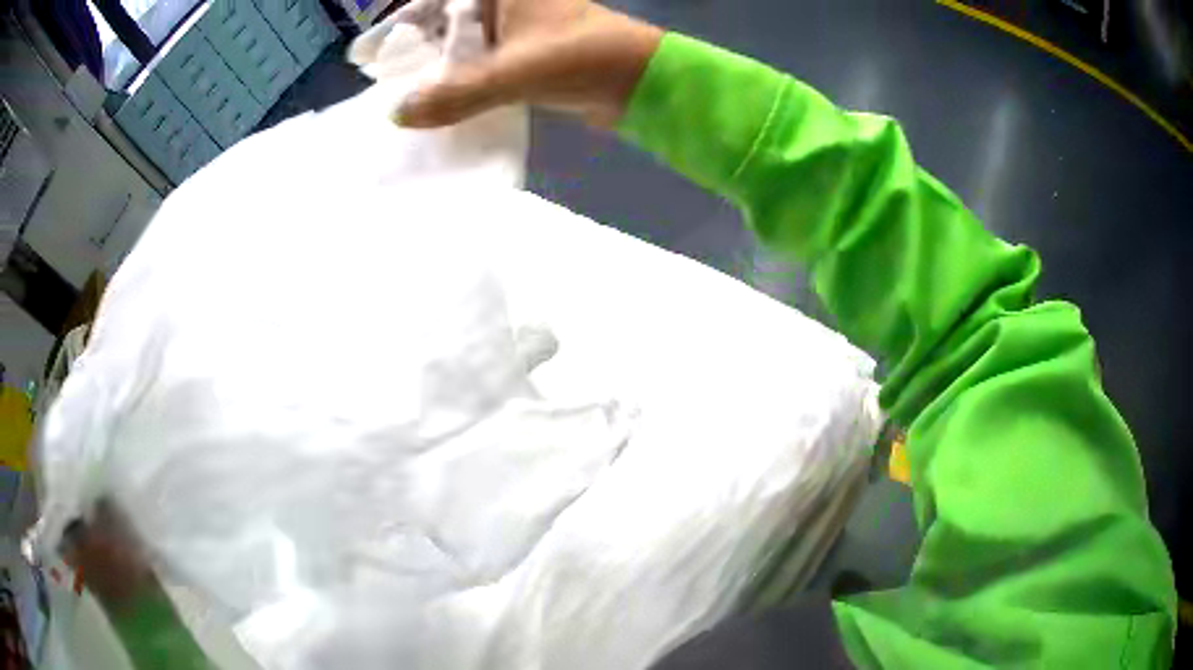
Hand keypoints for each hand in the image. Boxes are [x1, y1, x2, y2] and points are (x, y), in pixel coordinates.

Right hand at [396, 0, 663, 128]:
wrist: (640, 82)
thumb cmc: (583, 56)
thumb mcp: (515, 71)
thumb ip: (457, 93)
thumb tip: (399, 114)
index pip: (433, 2)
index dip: (396, 24)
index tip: (365, 55)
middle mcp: (502, 4)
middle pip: (440, 23)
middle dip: (408, 50)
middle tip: (376, 81)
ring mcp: (512, 31)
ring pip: (458, 46)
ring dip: (431, 70)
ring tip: (396, 98)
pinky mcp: (522, 57)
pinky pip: (477, 66)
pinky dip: (456, 83)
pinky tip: (435, 105)